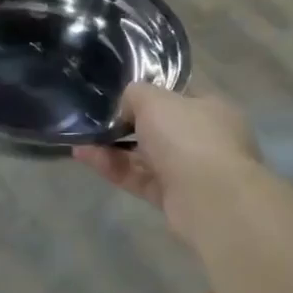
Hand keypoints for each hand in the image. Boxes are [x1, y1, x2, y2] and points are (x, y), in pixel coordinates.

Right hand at [73, 84, 261, 214]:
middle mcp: (205, 139)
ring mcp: (190, 171)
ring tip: (81, 139)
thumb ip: (136, 94)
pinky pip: (139, 178)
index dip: (151, 93)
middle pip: (160, 128)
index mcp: (211, 109)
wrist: (211, 200)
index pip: (179, 95)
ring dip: (113, 147)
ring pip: (146, 155)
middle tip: (97, 118)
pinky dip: (114, 168)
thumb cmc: (188, 137)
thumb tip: (127, 107)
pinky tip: (85, 156)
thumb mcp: (155, 99)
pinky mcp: (174, 198)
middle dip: (127, 124)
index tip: (122, 94)